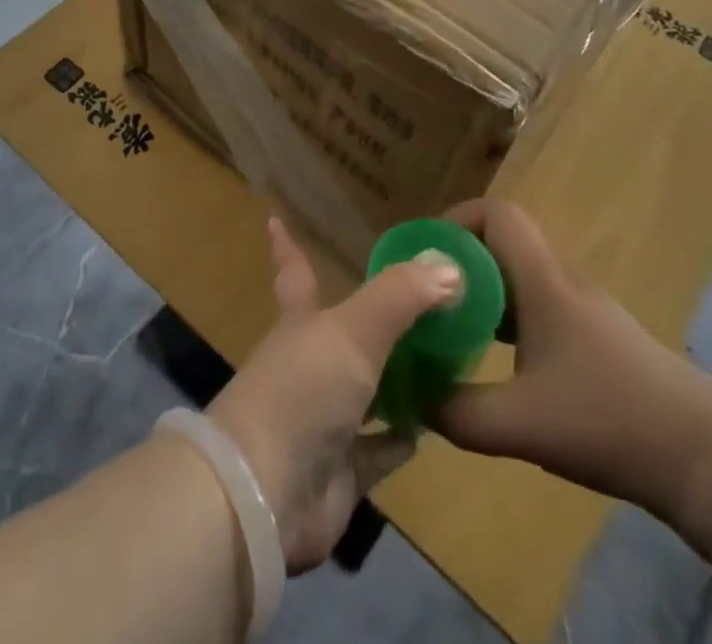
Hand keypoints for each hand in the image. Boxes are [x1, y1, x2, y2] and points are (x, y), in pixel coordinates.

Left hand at [206, 216, 460, 571]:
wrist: (264, 493)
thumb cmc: (302, 390)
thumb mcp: (353, 330)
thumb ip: (400, 296)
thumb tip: (448, 263)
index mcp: (301, 323)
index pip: (295, 272)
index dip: (287, 246)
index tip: (273, 218)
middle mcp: (308, 365)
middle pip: (342, 334)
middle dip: (371, 319)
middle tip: (417, 301)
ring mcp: (321, 420)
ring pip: (363, 390)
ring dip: (394, 378)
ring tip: (438, 360)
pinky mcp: (339, 473)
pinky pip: (376, 451)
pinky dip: (398, 439)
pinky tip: (426, 428)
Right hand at [431, 199, 711, 522]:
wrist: (708, 458)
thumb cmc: (610, 420)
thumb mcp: (521, 424)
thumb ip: (457, 411)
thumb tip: (412, 398)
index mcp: (543, 281)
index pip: (498, 213)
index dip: (456, 220)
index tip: (426, 255)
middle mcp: (563, 282)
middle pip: (503, 244)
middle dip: (460, 263)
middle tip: (427, 298)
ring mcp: (586, 311)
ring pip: (521, 279)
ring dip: (484, 294)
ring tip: (453, 330)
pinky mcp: (600, 340)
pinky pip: (541, 308)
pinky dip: (510, 320)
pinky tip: (501, 365)